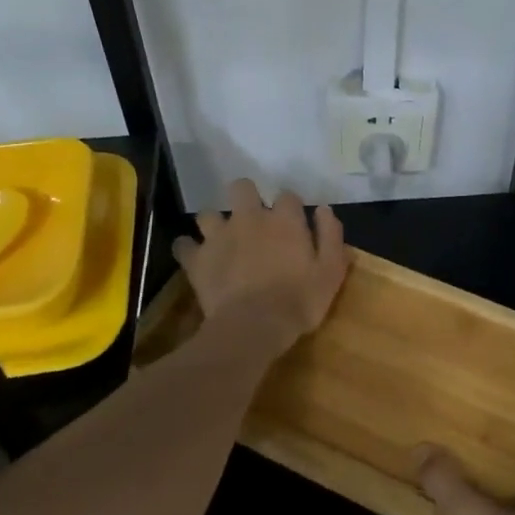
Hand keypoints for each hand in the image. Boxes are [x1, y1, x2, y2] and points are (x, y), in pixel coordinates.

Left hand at [172, 179, 347, 355]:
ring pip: (208, 213)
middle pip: (241, 188)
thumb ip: (330, 235)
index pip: (287, 196)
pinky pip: (183, 245)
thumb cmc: (300, 299)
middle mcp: (249, 218)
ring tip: (222, 239)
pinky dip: (188, 249)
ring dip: (215, 223)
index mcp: (284, 219)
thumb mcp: (331, 270)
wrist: (254, 326)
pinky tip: (197, 259)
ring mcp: (219, 236)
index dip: (290, 207)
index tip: (293, 223)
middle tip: (253, 220)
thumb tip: (323, 210)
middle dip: (246, 197)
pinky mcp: (197, 259)